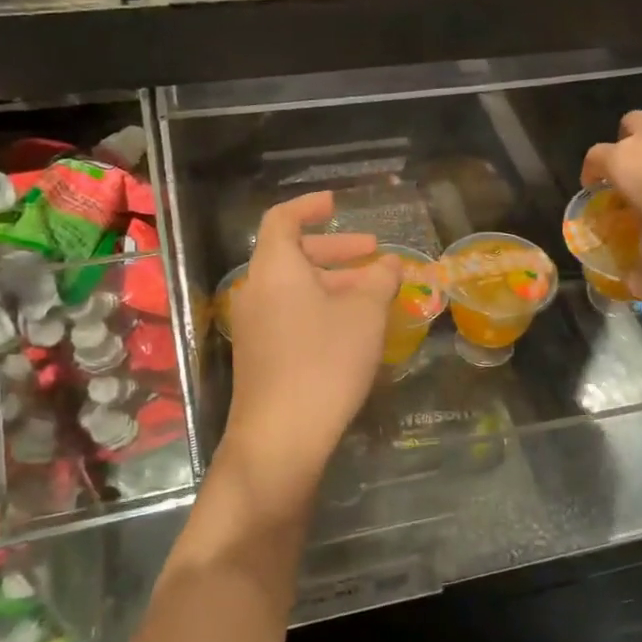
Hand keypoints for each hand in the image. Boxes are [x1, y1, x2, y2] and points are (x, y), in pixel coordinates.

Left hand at [223, 192, 399, 508]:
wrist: (281, 436)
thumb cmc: (325, 361)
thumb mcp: (365, 314)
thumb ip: (379, 280)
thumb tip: (388, 263)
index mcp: (275, 268)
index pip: (283, 220)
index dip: (309, 207)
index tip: (336, 205)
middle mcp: (256, 290)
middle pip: (291, 254)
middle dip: (335, 250)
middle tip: (372, 254)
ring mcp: (253, 326)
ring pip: (293, 288)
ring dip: (332, 282)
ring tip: (372, 294)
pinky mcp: (259, 355)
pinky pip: (289, 314)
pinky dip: (319, 307)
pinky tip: (350, 329)